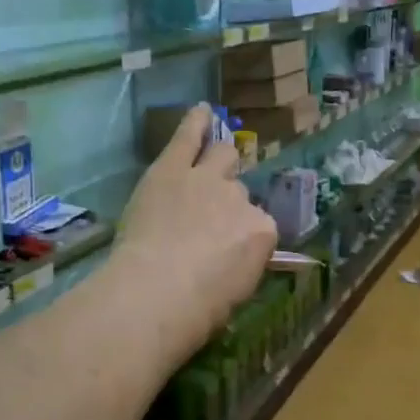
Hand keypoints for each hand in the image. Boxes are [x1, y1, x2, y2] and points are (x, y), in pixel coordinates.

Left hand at [112, 104, 277, 362]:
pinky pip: (187, 136)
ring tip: (214, 156)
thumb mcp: (236, 292)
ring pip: (222, 155)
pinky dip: (195, 121)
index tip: (229, 250)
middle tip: (212, 214)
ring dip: (219, 159)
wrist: (156, 291)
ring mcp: (206, 178)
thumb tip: (232, 261)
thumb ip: (241, 265)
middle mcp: (240, 199)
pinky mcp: (171, 168)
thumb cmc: (199, 309)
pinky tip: (201, 110)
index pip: (260, 226)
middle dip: (229, 199)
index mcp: (263, 233)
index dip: (243, 236)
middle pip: (239, 189)